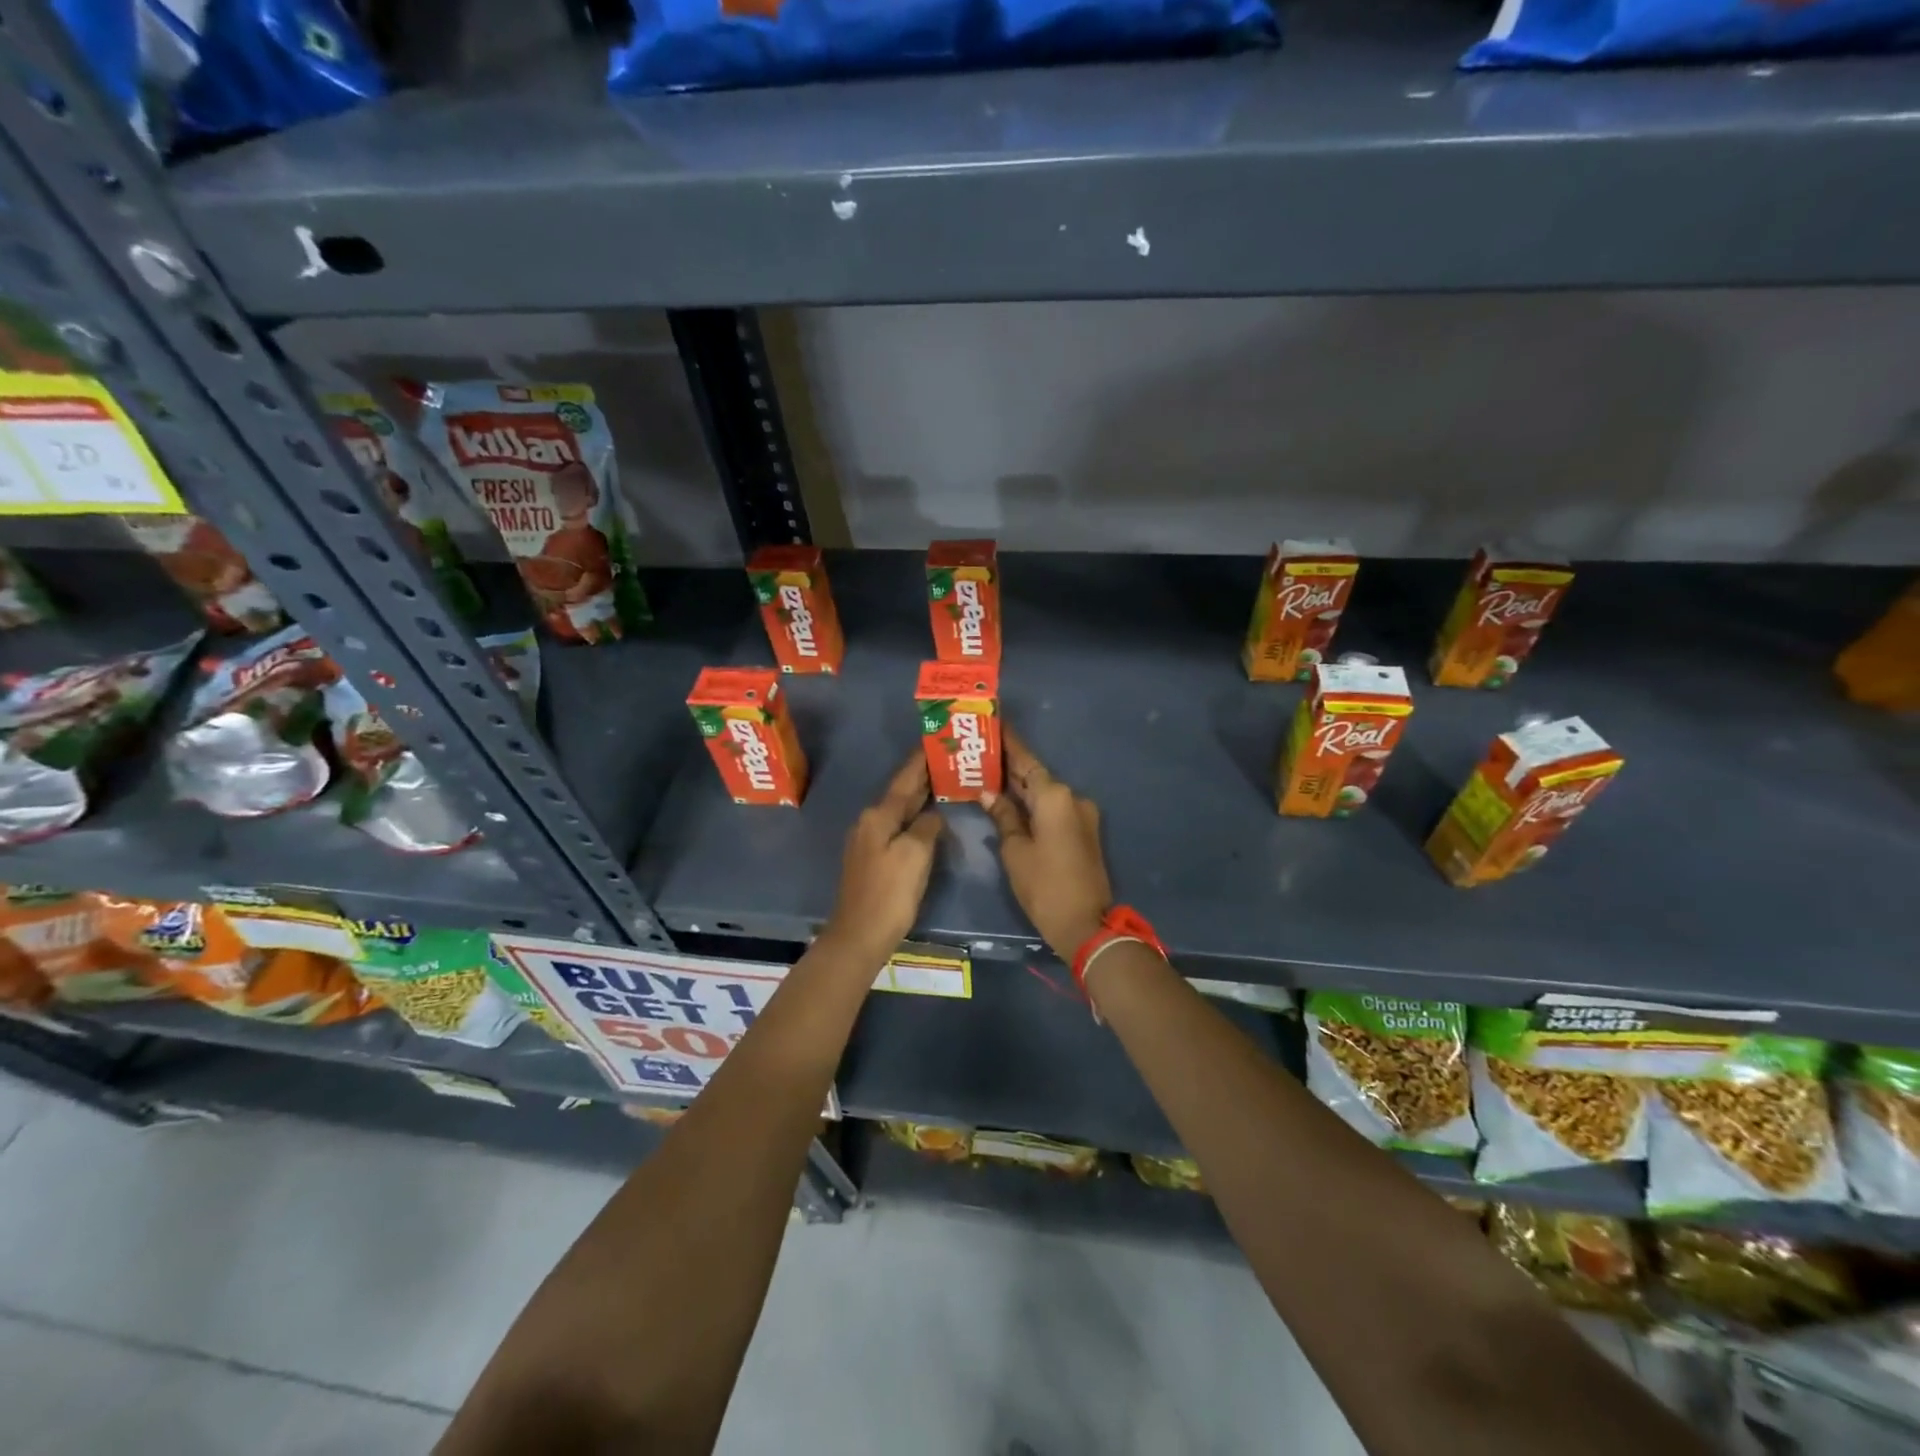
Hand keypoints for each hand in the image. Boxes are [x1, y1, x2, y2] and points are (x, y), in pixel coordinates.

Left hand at [818, 754, 942, 966]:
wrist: (860, 935)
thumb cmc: (890, 892)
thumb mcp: (915, 854)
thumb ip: (927, 827)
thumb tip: (932, 816)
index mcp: (878, 816)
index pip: (905, 780)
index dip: (921, 761)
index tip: (935, 741)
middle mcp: (869, 822)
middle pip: (900, 793)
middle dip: (922, 777)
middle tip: (947, 760)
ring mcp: (867, 841)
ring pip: (898, 811)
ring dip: (918, 798)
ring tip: (942, 784)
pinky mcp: (871, 860)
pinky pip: (896, 828)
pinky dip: (913, 819)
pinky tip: (926, 820)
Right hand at [982, 727, 1112, 960]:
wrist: (1085, 924)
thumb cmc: (1044, 885)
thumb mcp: (1015, 850)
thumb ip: (1003, 815)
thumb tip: (989, 793)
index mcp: (1054, 796)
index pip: (1026, 760)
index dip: (1009, 743)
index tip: (994, 723)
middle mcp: (1072, 797)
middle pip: (1036, 775)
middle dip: (1010, 766)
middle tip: (980, 753)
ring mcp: (1081, 814)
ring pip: (1044, 793)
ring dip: (1020, 787)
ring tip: (989, 777)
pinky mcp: (1083, 832)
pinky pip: (1053, 809)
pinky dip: (1033, 805)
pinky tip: (1011, 804)